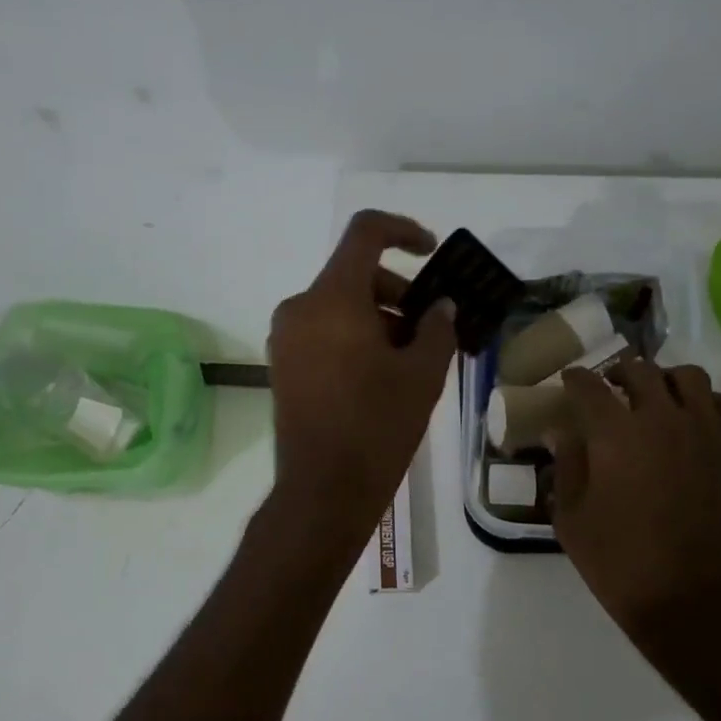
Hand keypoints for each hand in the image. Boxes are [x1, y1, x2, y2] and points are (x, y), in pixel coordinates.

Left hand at [268, 211, 457, 527]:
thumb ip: (437, 328)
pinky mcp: (281, 363)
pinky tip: (379, 373)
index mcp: (332, 298)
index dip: (403, 230)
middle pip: (353, 274)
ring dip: (377, 317)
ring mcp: (285, 337)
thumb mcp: (422, 374)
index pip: (365, 233)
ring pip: (338, 305)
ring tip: (410, 358)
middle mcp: (299, 307)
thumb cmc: (378, 426)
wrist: (323, 490)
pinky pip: (321, 330)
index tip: (430, 252)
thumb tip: (439, 306)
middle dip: (397, 291)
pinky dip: (352, 335)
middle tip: (430, 327)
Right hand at [551, 362, 720, 657]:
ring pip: (686, 377)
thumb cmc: (620, 562)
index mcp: (614, 434)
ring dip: (662, 379)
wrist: (694, 601)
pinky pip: (718, 404)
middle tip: (606, 388)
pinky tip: (684, 421)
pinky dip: (697, 401)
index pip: (589, 386)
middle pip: (639, 370)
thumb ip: (566, 466)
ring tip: (650, 398)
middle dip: (616, 373)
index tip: (568, 381)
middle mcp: (661, 420)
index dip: (575, 379)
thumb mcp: (571, 518)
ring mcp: (703, 433)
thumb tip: (562, 433)